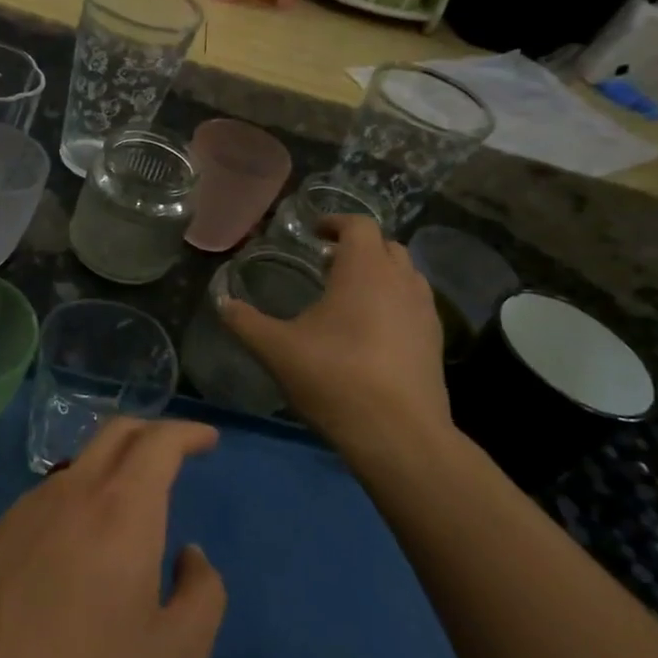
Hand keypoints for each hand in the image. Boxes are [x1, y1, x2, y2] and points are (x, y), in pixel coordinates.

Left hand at [0, 418, 226, 657]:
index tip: (207, 440)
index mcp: (121, 509)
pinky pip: (50, 495)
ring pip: (79, 463)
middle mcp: (72, 492)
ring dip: (113, 465)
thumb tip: (190, 556)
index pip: (158, 442)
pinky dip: (80, 495)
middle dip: (151, 432)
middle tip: (175, 452)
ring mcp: (26, 509)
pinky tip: (81, 542)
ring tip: (131, 503)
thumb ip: (202, 595)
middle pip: (115, 433)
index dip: (186, 433)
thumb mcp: (175, 657)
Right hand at [221, 215, 451, 457]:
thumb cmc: (334, 378)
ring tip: (350, 296)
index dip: (335, 222)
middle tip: (327, 263)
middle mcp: (401, 281)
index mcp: (364, 271)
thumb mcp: (276, 350)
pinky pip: (414, 305)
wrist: (398, 434)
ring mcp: (424, 312)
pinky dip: (394, 303)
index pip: (358, 225)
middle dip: (358, 247)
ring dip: (380, 274)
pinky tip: (371, 332)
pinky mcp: (435, 342)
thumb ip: (245, 322)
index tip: (314, 232)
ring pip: (405, 275)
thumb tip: (222, 302)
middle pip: (386, 246)